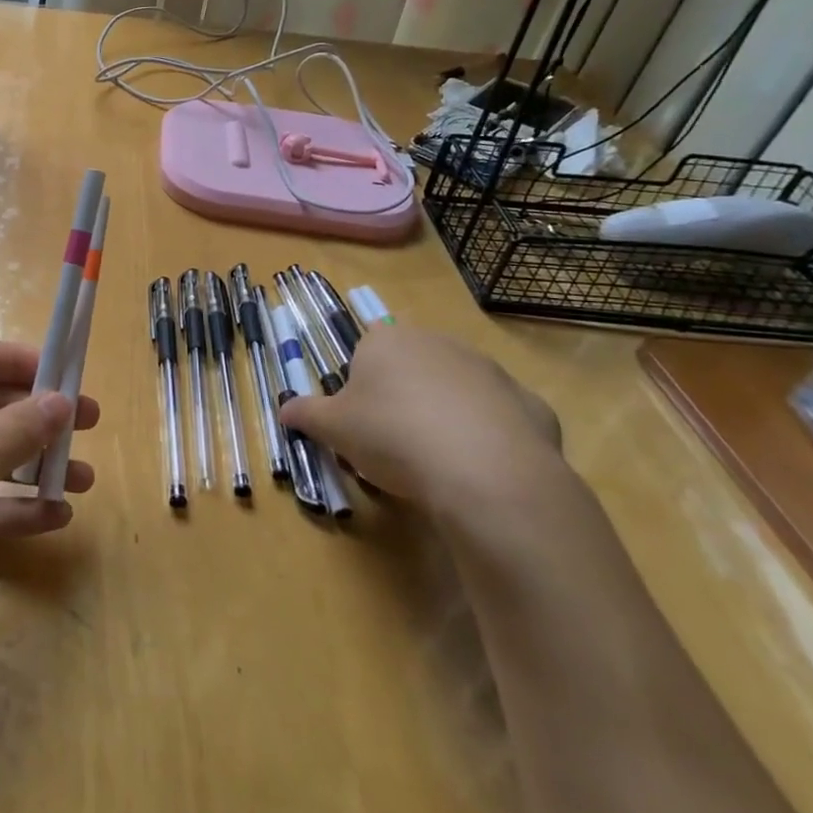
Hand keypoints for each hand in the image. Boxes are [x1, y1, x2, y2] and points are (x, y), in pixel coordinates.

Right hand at [281, 325, 559, 513]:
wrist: (485, 472)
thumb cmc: (393, 436)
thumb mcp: (333, 429)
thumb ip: (306, 414)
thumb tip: (283, 410)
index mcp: (387, 340)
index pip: (365, 352)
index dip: (360, 388)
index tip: (360, 422)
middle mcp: (438, 342)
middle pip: (411, 368)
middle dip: (402, 399)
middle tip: (393, 444)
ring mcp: (489, 370)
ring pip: (456, 392)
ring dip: (445, 416)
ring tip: (437, 463)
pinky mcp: (529, 403)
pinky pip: (498, 419)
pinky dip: (488, 439)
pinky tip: (479, 470)